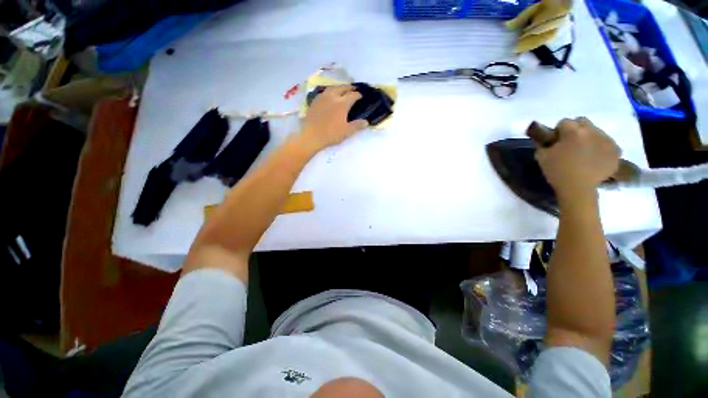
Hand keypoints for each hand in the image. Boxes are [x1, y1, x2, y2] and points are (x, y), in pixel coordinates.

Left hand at [300, 85, 368, 151]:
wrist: (311, 135)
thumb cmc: (331, 134)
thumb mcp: (346, 132)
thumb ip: (357, 125)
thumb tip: (366, 122)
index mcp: (342, 103)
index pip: (352, 95)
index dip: (358, 95)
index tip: (361, 96)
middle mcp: (333, 96)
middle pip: (342, 88)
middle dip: (349, 88)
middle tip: (354, 89)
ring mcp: (322, 97)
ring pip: (333, 88)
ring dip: (339, 87)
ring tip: (342, 90)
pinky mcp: (315, 101)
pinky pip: (324, 92)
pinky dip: (330, 91)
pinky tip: (330, 95)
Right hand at [536, 118, 620, 198]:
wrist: (578, 189)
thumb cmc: (557, 171)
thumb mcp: (542, 157)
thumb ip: (543, 144)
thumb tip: (544, 140)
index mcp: (572, 131)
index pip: (564, 122)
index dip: (558, 131)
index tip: (555, 140)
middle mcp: (592, 131)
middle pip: (583, 121)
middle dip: (576, 129)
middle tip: (570, 144)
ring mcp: (606, 140)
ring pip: (596, 131)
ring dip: (589, 138)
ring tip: (584, 153)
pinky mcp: (616, 150)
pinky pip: (607, 143)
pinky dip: (601, 148)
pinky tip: (595, 158)